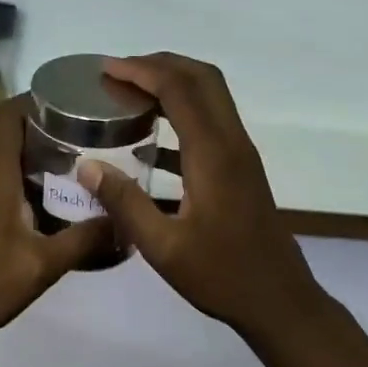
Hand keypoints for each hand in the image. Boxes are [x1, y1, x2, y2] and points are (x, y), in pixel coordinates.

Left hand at [0, 95, 113, 344]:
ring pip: (2, 160)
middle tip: (90, 144)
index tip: (74, 106)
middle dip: (49, 134)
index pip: (9, 113)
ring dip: (35, 162)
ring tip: (76, 175)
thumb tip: (124, 220)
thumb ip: (85, 239)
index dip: (38, 100)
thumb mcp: (43, 264)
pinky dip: (19, 183)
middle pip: (10, 134)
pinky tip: (46, 208)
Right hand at [76, 53, 328, 336]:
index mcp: (213, 154)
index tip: (106, 69)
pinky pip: (211, 123)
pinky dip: (181, 114)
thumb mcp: (163, 247)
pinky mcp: (241, 169)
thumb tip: (87, 165)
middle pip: (202, 78)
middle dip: (159, 65)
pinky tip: (149, 141)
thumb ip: (125, 203)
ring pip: (211, 97)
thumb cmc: (222, 276)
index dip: (141, 71)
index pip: (179, 89)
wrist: (280, 301)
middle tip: (117, 74)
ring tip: (129, 95)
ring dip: (173, 85)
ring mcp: (241, 155)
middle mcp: (232, 143)